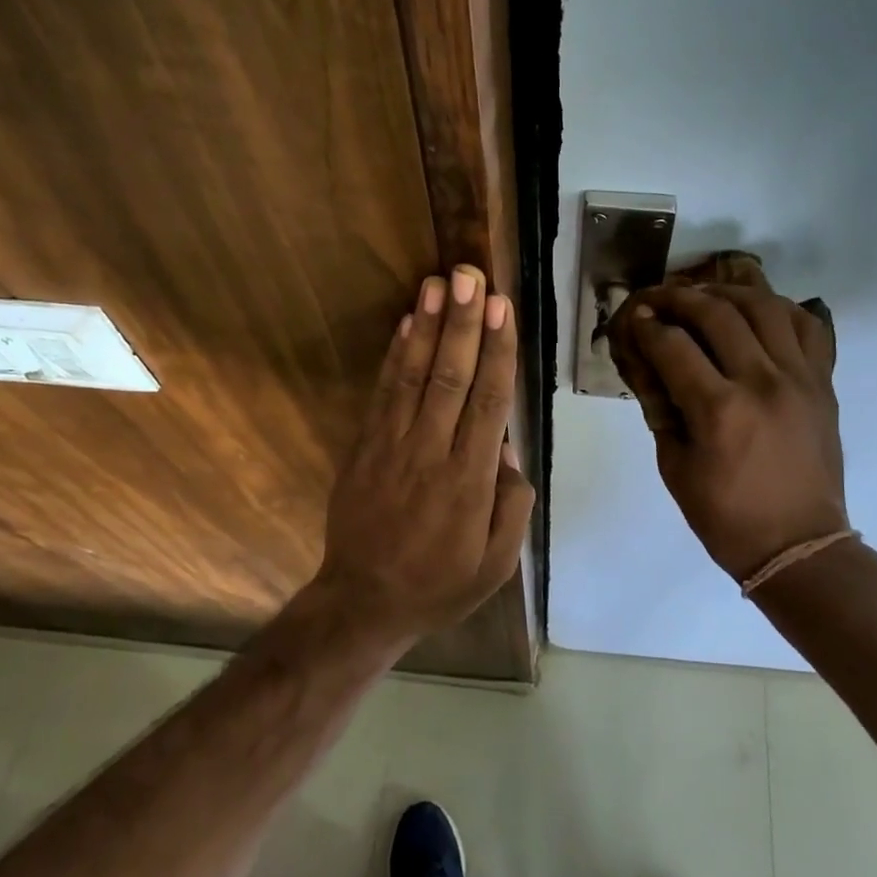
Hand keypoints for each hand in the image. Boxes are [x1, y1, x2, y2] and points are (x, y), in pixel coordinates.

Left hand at [315, 265, 535, 644]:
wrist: (363, 602)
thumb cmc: (440, 584)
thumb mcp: (497, 563)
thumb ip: (512, 503)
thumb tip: (507, 446)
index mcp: (470, 480)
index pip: (489, 401)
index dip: (497, 350)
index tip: (502, 308)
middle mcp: (432, 452)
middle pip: (452, 377)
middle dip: (463, 322)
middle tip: (470, 275)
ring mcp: (392, 446)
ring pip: (414, 376)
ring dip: (427, 326)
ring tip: (438, 283)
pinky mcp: (364, 447)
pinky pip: (383, 393)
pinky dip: (395, 356)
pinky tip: (405, 324)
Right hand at [608, 281, 846, 581]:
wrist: (799, 545)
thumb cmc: (726, 518)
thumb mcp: (674, 468)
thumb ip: (661, 410)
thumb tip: (649, 366)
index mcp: (719, 410)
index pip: (673, 346)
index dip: (646, 326)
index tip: (632, 317)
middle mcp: (762, 382)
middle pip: (717, 313)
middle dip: (679, 298)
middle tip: (658, 297)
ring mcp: (799, 378)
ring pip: (765, 307)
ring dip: (728, 292)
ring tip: (705, 295)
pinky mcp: (822, 383)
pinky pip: (807, 327)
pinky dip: (779, 309)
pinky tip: (757, 311)